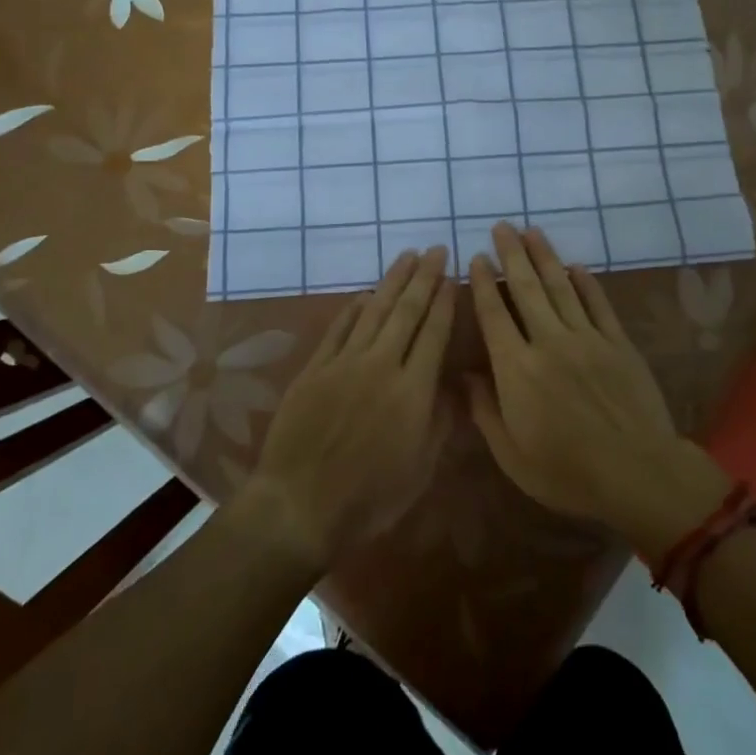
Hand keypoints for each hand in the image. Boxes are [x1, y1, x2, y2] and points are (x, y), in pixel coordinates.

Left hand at [239, 247, 454, 574]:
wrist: (301, 504)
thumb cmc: (370, 496)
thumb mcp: (421, 468)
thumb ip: (441, 420)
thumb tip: (455, 382)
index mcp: (413, 390)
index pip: (433, 332)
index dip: (444, 302)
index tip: (451, 276)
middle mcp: (381, 364)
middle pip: (406, 311)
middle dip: (424, 277)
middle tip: (435, 250)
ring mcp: (344, 362)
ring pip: (374, 311)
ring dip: (392, 281)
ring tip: (406, 257)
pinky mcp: (315, 368)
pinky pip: (338, 328)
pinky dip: (353, 308)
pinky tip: (363, 295)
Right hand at [467, 224, 728, 557]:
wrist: (639, 474)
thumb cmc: (567, 472)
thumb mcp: (512, 456)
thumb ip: (484, 411)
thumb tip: (464, 375)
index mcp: (517, 369)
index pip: (494, 315)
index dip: (483, 283)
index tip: (476, 258)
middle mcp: (549, 342)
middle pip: (526, 289)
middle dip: (512, 254)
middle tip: (502, 226)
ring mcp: (587, 339)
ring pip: (560, 287)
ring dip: (545, 256)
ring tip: (532, 231)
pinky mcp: (618, 343)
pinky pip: (598, 304)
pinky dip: (586, 282)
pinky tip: (576, 266)